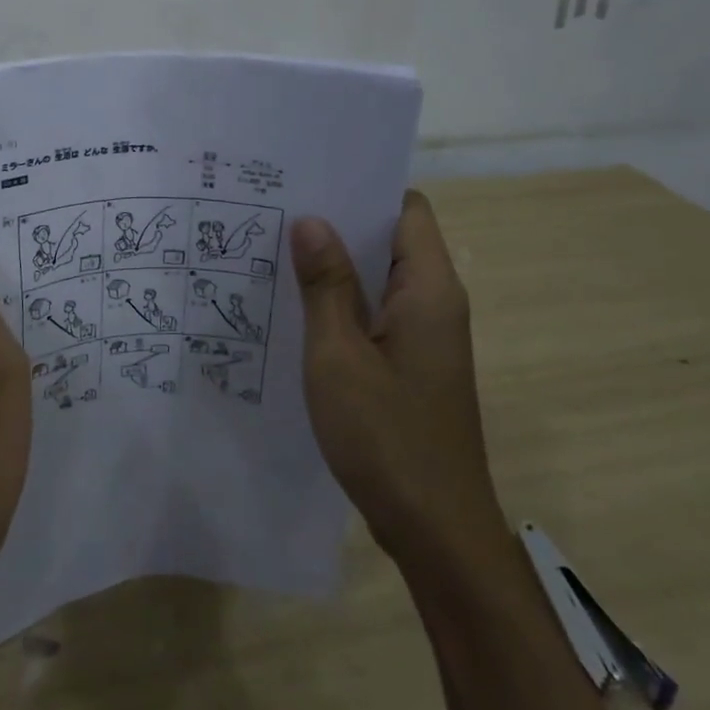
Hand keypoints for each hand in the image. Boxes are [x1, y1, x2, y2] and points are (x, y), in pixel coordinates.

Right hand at [292, 190, 507, 565]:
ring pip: (379, 279)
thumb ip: (326, 284)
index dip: (363, 188)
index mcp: (429, 289)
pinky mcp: (411, 364)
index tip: (310, 180)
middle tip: (276, 211)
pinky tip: (294, 308)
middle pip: (390, 240)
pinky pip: (375, 314)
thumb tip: (311, 220)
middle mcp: (435, 303)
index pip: (406, 208)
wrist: (435, 529)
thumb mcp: (338, 355)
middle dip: (338, 224)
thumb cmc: (386, 436)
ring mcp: (424, 336)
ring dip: (335, 266)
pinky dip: (341, 303)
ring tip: (274, 250)